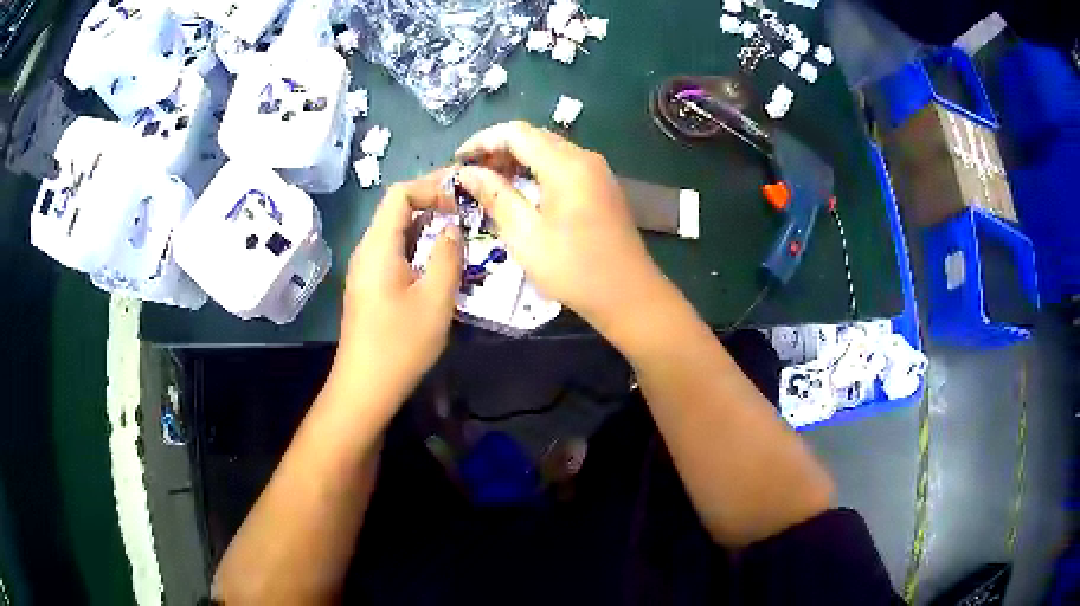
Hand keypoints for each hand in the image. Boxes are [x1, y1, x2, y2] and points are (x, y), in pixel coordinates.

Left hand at [331, 171, 462, 410]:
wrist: (365, 388)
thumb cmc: (400, 344)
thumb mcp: (435, 299)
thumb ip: (447, 256)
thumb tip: (452, 228)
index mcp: (378, 247)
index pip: (399, 193)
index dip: (431, 188)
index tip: (460, 203)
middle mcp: (367, 251)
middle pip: (396, 210)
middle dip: (432, 202)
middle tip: (468, 209)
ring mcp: (366, 270)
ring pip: (397, 233)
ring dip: (428, 227)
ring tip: (461, 233)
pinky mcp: (371, 287)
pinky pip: (395, 253)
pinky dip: (419, 247)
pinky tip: (440, 262)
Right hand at [455, 121, 666, 331]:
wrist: (629, 295)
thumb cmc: (574, 268)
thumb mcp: (525, 235)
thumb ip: (495, 196)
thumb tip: (467, 173)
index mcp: (566, 164)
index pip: (516, 132)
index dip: (482, 141)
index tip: (458, 161)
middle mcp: (584, 158)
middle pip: (533, 137)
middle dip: (498, 149)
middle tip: (471, 175)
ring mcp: (597, 171)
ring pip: (549, 150)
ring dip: (517, 160)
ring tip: (490, 184)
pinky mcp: (601, 186)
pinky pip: (563, 165)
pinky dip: (537, 171)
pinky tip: (521, 192)